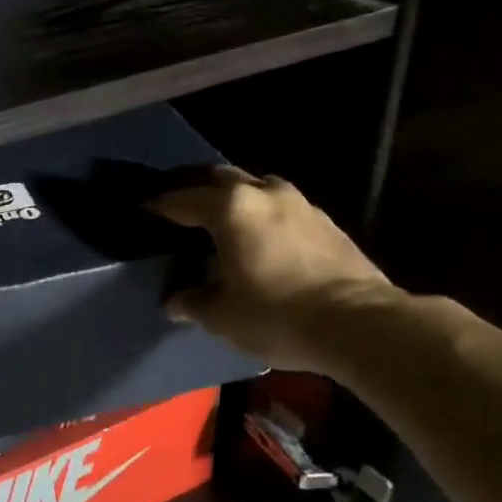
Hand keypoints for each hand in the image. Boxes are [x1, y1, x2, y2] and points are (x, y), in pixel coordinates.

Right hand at [151, 167, 394, 370]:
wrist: (358, 323)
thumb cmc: (277, 314)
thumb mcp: (222, 316)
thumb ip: (193, 302)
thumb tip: (174, 302)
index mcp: (230, 208)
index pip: (182, 199)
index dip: (159, 205)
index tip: (142, 208)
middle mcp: (264, 193)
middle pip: (220, 178)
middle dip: (195, 188)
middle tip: (178, 204)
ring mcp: (299, 203)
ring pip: (255, 187)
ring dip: (234, 197)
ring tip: (220, 217)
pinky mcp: (325, 221)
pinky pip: (280, 206)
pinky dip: (261, 213)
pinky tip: (259, 236)